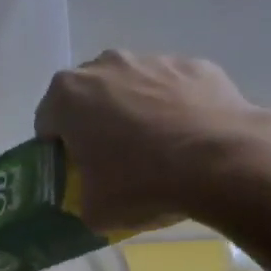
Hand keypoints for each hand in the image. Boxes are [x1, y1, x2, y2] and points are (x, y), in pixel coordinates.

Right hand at [34, 51, 260, 229]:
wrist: (223, 161)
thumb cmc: (142, 182)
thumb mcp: (95, 210)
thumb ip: (81, 198)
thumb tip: (90, 197)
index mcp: (68, 95)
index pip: (47, 122)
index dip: (59, 150)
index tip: (77, 171)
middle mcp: (105, 65)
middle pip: (89, 97)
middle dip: (96, 122)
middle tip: (115, 160)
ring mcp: (152, 60)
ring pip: (132, 87)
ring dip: (136, 111)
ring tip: (160, 150)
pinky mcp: (193, 65)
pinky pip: (173, 88)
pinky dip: (176, 107)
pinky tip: (191, 138)